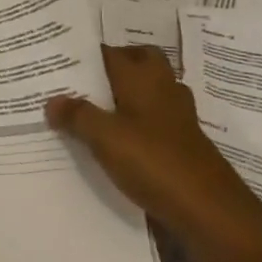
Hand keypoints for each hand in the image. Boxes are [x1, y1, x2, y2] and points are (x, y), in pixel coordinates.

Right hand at [46, 45, 247, 240]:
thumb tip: (52, 100)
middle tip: (82, 84)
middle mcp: (162, 86)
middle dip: (113, 68)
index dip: (85, 54)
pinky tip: (119, 142)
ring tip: (94, 111)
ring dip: (126, 95)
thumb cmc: (154, 161)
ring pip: (148, 91)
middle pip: (137, 62)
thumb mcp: (105, 137)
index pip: (110, 51)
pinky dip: (138, 122)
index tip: (59, 61)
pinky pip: (155, 119)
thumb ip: (77, 115)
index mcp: (141, 76)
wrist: (210, 210)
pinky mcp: (184, 141)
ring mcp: (178, 114)